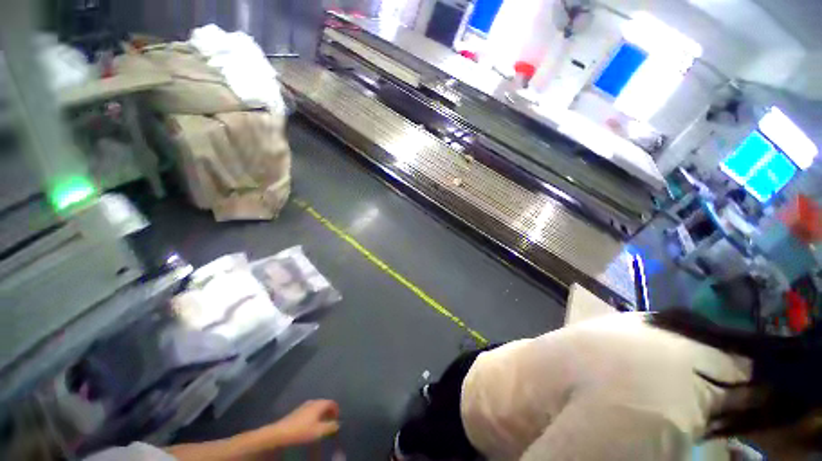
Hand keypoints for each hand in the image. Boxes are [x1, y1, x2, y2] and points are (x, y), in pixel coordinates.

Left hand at [270, 399, 340, 445]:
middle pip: (325, 403)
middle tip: (331, 422)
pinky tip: (311, 424)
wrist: (280, 433)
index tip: (338, 419)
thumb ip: (330, 427)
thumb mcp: (319, 431)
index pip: (332, 403)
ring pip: (317, 407)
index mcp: (319, 404)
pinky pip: (311, 410)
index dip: (336, 410)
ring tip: (322, 424)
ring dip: (322, 414)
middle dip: (329, 412)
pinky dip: (315, 415)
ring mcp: (304, 405)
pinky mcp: (298, 411)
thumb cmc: (302, 431)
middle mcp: (313, 401)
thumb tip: (338, 423)